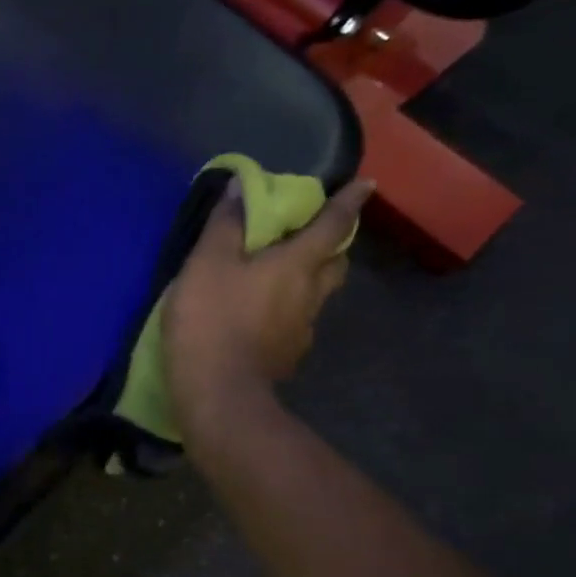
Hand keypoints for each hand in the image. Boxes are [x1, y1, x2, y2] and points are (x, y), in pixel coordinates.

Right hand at [161, 177, 372, 436]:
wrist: (217, 391)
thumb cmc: (212, 318)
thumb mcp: (207, 263)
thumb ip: (225, 225)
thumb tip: (241, 186)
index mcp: (296, 265)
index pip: (332, 226)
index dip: (348, 202)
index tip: (368, 184)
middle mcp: (310, 294)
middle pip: (335, 263)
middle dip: (331, 245)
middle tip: (311, 236)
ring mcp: (302, 330)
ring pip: (317, 295)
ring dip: (308, 280)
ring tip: (279, 276)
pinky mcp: (287, 356)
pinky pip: (296, 322)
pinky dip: (287, 310)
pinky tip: (261, 317)